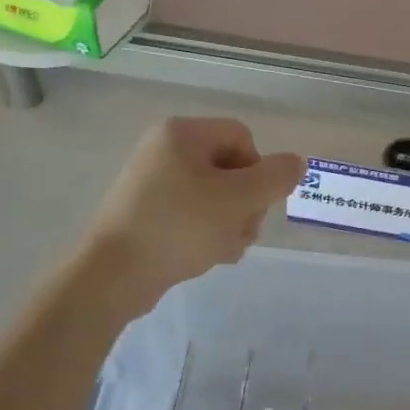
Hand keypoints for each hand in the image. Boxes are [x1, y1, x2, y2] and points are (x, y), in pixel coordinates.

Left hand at [80, 118, 304, 313]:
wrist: (113, 275)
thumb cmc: (179, 227)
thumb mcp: (238, 200)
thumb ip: (275, 177)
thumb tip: (296, 163)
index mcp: (182, 134)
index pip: (243, 138)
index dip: (259, 171)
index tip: (253, 205)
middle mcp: (164, 149)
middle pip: (230, 167)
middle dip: (246, 203)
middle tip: (243, 233)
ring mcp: (150, 181)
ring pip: (214, 195)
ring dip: (231, 223)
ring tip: (226, 250)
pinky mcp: (144, 212)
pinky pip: (190, 213)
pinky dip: (206, 232)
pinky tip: (208, 256)